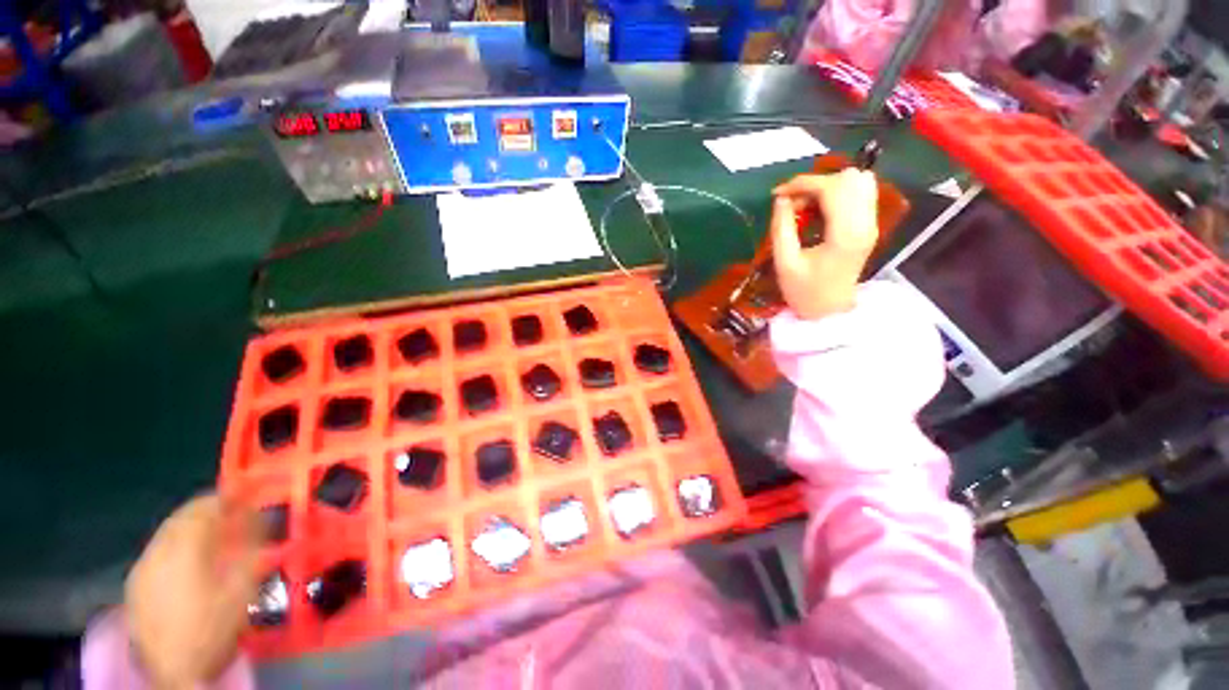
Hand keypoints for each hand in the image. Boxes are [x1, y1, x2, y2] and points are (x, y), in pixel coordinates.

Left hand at [125, 494, 260, 688]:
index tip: (248, 494)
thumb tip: (261, 522)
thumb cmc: (212, 626)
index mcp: (183, 548)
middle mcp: (157, 550)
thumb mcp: (242, 588)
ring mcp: (142, 567)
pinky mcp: (135, 584)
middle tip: (233, 512)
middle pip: (182, 516)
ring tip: (215, 536)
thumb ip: (251, 550)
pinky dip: (177, 545)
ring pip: (167, 532)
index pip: (204, 507)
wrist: (173, 671)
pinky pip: (158, 551)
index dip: (228, 497)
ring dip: (192, 527)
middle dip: (208, 510)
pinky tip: (190, 561)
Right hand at [771, 169, 878, 319]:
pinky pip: (859, 193)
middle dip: (815, 184)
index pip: (831, 187)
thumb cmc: (804, 292)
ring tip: (806, 207)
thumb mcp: (784, 263)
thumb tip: (781, 199)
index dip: (802, 183)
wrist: (831, 312)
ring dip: (828, 187)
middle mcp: (865, 222)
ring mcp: (871, 223)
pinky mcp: (869, 225)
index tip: (778, 194)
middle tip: (794, 205)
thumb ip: (781, 227)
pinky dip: (836, 194)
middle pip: (849, 178)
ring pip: (858, 181)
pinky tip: (819, 211)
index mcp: (844, 234)